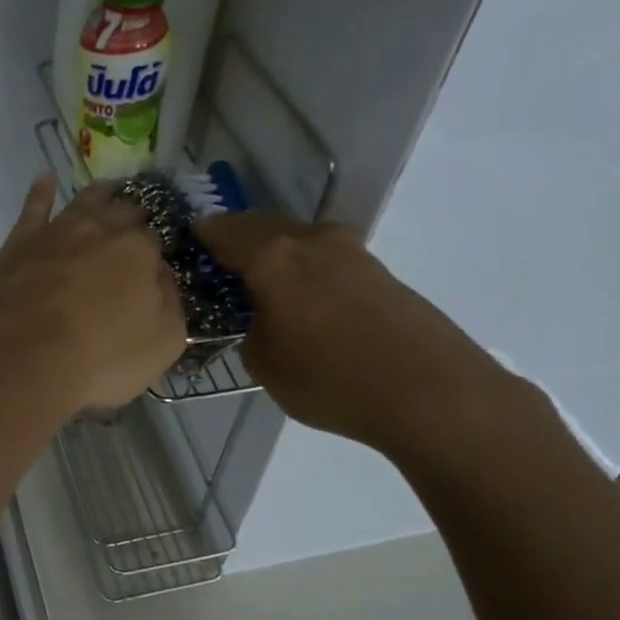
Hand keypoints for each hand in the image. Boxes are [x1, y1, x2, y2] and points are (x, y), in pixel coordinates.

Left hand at [0, 175, 186, 411]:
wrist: (20, 355)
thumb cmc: (100, 356)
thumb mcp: (163, 342)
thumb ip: (170, 303)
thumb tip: (162, 277)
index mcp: (140, 251)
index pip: (156, 241)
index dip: (156, 253)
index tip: (154, 266)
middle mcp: (101, 229)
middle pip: (124, 213)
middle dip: (133, 217)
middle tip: (137, 223)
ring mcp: (58, 231)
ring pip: (85, 200)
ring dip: (100, 195)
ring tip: (109, 189)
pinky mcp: (19, 242)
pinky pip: (34, 206)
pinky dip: (42, 191)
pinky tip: (46, 179)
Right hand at [194, 212, 531, 457]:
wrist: (429, 391)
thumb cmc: (330, 377)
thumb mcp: (264, 363)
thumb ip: (251, 329)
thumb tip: (262, 318)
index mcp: (273, 256)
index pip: (224, 231)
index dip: (203, 237)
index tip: (189, 247)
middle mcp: (312, 240)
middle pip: (264, 227)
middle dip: (240, 241)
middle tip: (222, 267)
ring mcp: (353, 253)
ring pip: (299, 242)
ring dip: (278, 256)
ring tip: (264, 287)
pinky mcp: (381, 273)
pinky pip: (328, 262)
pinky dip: (308, 273)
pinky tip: (308, 303)